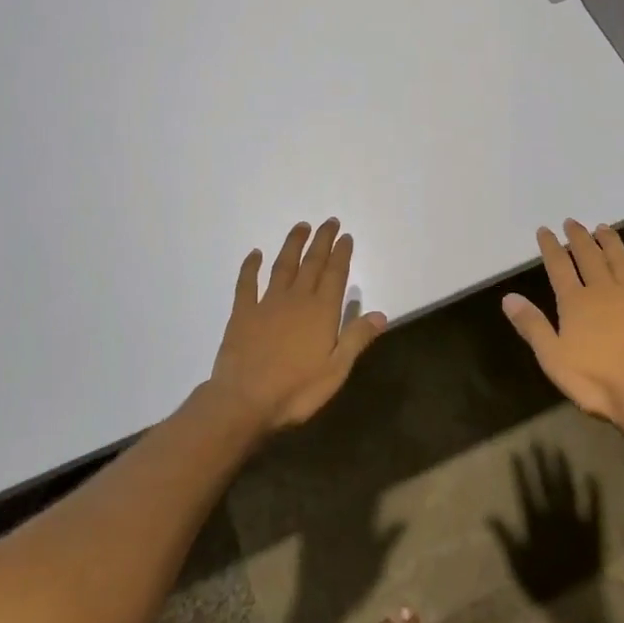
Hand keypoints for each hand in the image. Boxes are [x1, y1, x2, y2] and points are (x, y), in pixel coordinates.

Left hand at [207, 218, 386, 431]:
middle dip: (322, 241)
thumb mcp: (336, 370)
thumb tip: (380, 314)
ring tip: (301, 227)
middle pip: (312, 263)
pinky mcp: (243, 313)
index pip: (336, 275)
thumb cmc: (296, 390)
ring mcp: (267, 304)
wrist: (243, 401)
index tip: (345, 236)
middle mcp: (296, 299)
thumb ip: (356, 339)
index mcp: (322, 312)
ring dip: (293, 245)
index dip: (341, 254)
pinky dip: (251, 267)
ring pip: (283, 266)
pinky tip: (255, 254)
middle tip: (329, 221)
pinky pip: (247, 283)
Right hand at [488, 445, 603, 604]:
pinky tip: (591, 475)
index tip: (518, 452)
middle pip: (547, 484)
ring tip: (559, 451)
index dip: (522, 471)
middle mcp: (555, 516)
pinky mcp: (593, 530)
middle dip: (542, 462)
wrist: (574, 602)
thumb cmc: (542, 584)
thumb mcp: (517, 562)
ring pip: (568, 489)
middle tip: (539, 442)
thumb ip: (505, 537)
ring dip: (563, 470)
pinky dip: (592, 491)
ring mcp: (575, 521)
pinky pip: (594, 507)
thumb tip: (489, 515)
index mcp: (536, 523)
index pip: (527, 490)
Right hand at [501, 220, 623, 428]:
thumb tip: (508, 297)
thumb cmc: (595, 380)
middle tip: (573, 222)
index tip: (544, 230)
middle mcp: (605, 292)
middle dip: (579, 238)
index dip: (550, 247)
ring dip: (612, 243)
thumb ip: (532, 325)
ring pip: (622, 262)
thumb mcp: (552, 357)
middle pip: (590, 257)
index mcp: (576, 303)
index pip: (559, 267)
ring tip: (604, 228)